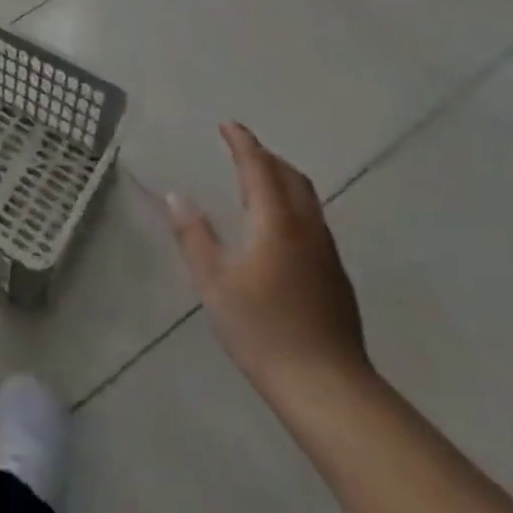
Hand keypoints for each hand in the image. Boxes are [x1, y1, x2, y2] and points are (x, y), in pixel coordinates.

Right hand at [167, 123, 368, 398]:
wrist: (327, 387)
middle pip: (292, 178)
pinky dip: (291, 205)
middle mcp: (307, 229)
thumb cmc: (262, 329)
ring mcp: (326, 254)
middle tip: (241, 149)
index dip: (244, 143)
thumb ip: (194, 235)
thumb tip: (177, 196)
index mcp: (276, 223)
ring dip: (282, 180)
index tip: (228, 125)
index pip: (259, 168)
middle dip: (267, 157)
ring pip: (307, 200)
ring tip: (257, 181)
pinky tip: (276, 227)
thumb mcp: (213, 282)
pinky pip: (312, 222)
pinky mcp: (335, 277)